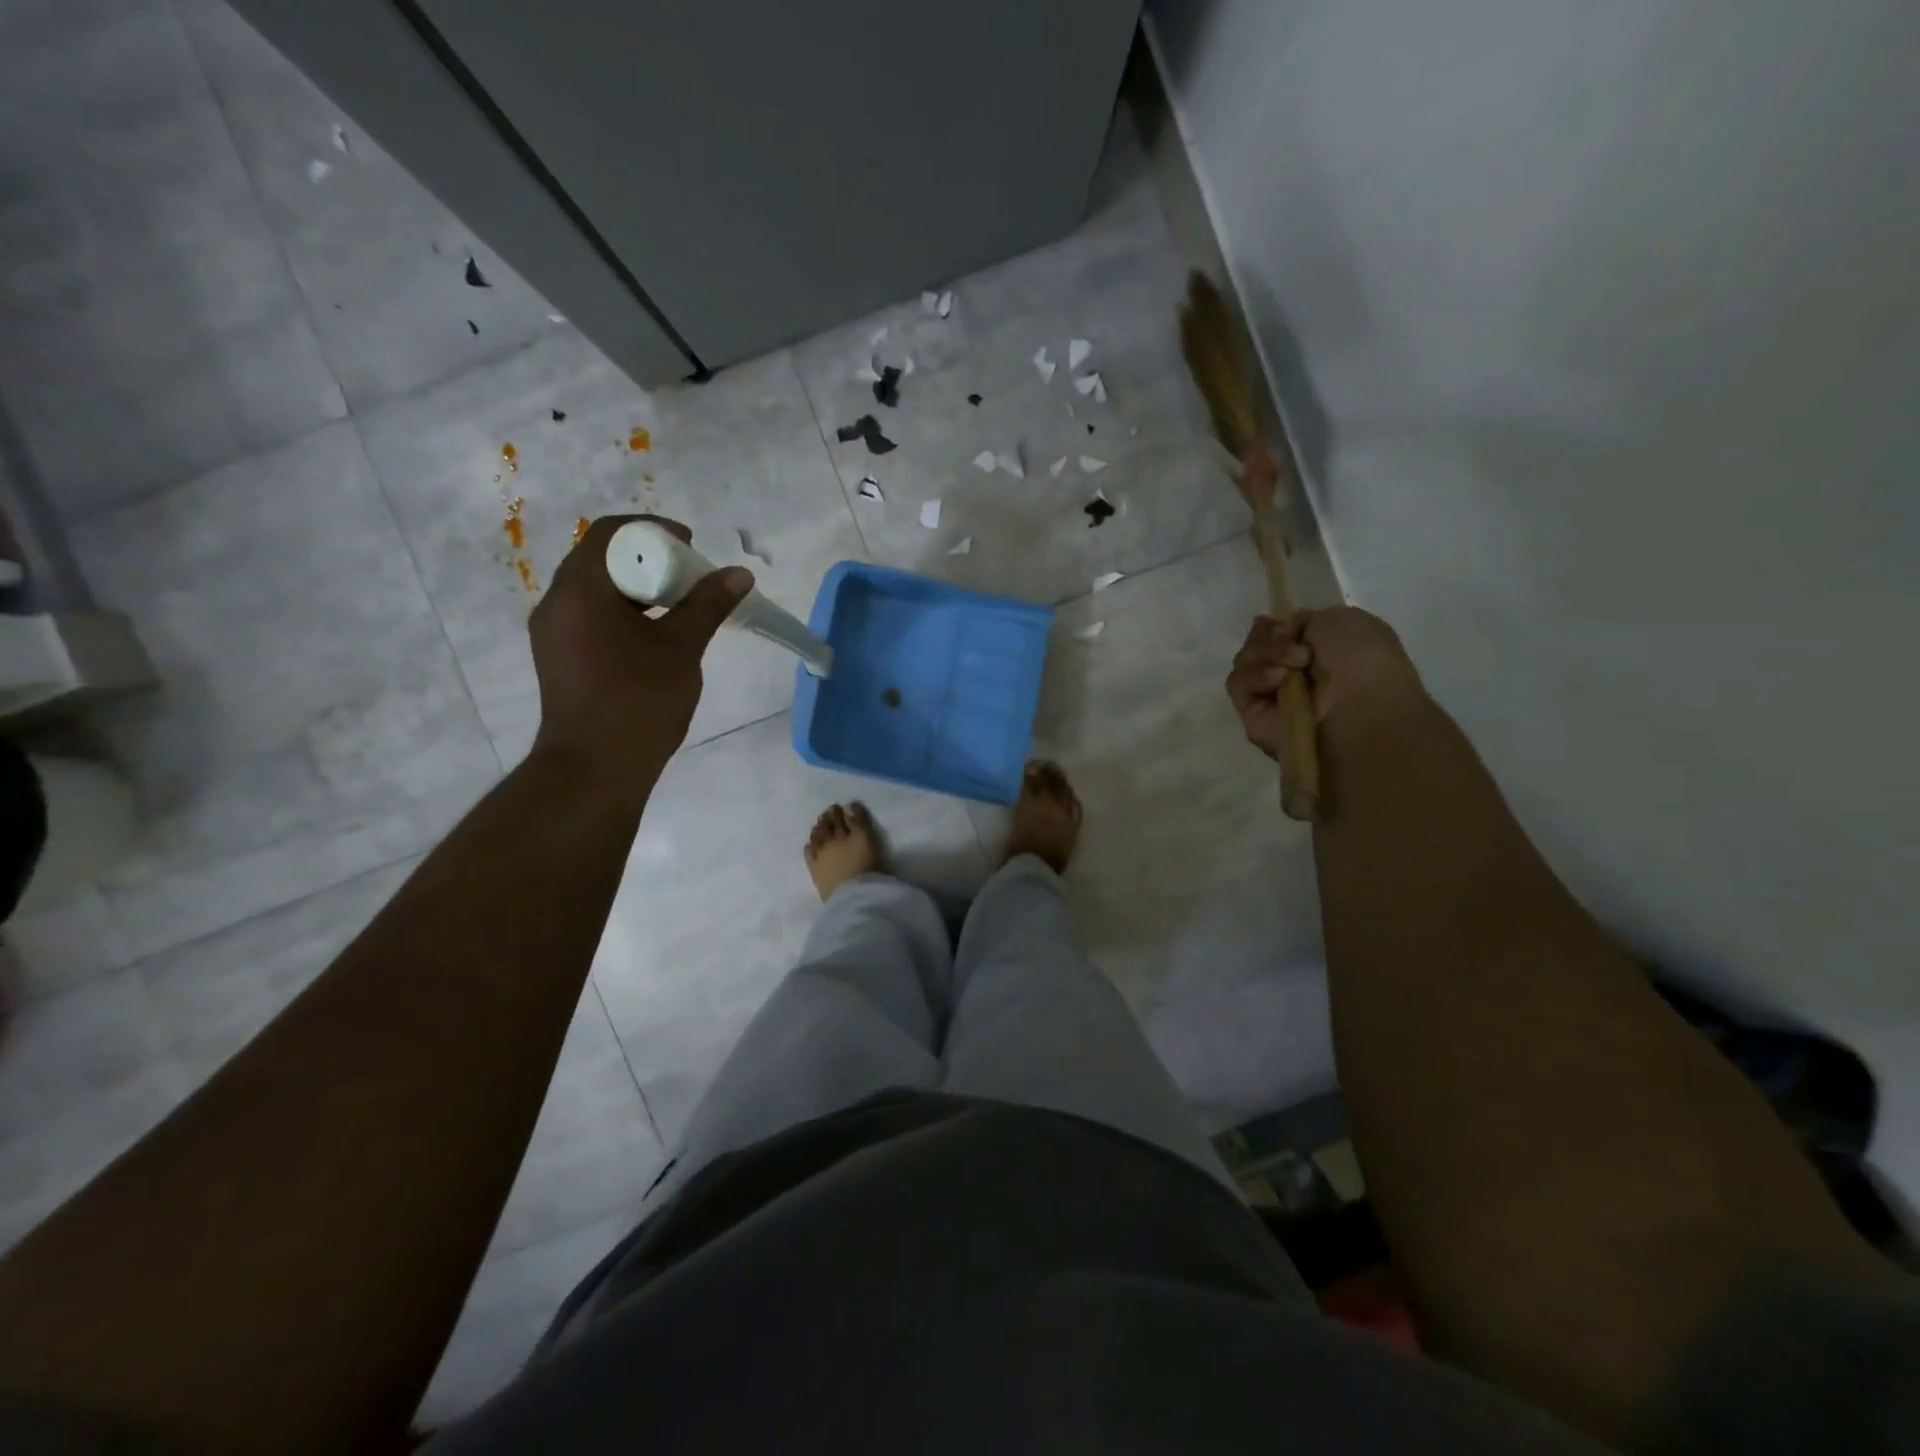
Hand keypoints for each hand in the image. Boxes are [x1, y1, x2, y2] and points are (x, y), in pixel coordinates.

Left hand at [529, 515, 751, 775]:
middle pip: (600, 557)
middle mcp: (557, 601)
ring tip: (677, 607)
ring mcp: (552, 631)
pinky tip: (652, 635)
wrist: (594, 768)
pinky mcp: (558, 656)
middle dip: (648, 559)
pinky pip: (589, 614)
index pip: (611, 532)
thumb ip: (707, 604)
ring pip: (595, 588)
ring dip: (636, 587)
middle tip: (689, 578)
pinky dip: (621, 611)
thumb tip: (738, 573)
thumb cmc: (639, 701)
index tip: (690, 547)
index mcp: (581, 589)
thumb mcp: (681, 648)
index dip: (654, 530)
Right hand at [1227, 607, 1426, 757]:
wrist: (1360, 705)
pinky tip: (1279, 679)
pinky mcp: (1252, 715)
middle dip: (1271, 640)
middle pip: (1256, 646)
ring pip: (1245, 662)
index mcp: (1317, 652)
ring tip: (1296, 665)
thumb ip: (1303, 620)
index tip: (1278, 622)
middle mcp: (1291, 676)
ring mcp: (1270, 697)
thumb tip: (1281, 633)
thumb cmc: (1361, 658)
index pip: (1276, 635)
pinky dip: (1255, 675)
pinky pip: (1238, 684)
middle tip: (1297, 649)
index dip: (1273, 626)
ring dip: (1268, 654)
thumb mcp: (1340, 619)